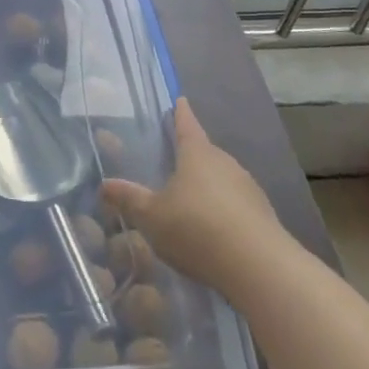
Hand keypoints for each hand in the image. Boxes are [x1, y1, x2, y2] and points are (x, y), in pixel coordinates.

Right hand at [98, 98, 284, 296]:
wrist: (259, 268)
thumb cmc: (197, 229)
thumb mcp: (152, 216)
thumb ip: (129, 199)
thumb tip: (105, 184)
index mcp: (197, 154)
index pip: (187, 125)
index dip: (180, 114)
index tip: (180, 101)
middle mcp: (225, 164)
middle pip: (205, 153)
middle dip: (191, 155)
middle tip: (173, 160)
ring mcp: (248, 189)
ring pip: (222, 179)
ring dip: (208, 186)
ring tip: (190, 200)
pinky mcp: (263, 216)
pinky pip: (236, 205)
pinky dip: (222, 210)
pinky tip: (212, 229)